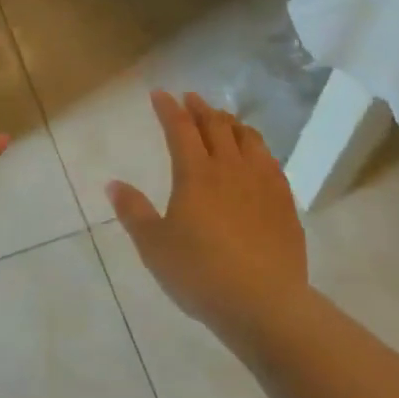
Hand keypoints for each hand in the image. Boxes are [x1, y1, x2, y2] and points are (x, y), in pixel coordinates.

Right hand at [108, 91, 307, 332]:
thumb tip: (113, 184)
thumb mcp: (154, 246)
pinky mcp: (284, 202)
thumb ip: (134, 212)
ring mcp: (262, 183)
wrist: (265, 304)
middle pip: (216, 126)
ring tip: (224, 119)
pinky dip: (257, 148)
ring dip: (232, 122)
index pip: (180, 129)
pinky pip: (271, 161)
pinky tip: (256, 156)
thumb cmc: (201, 273)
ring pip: (248, 138)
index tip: (160, 93)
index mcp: (196, 173)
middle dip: (200, 108)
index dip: (169, 109)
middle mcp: (230, 168)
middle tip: (191, 98)